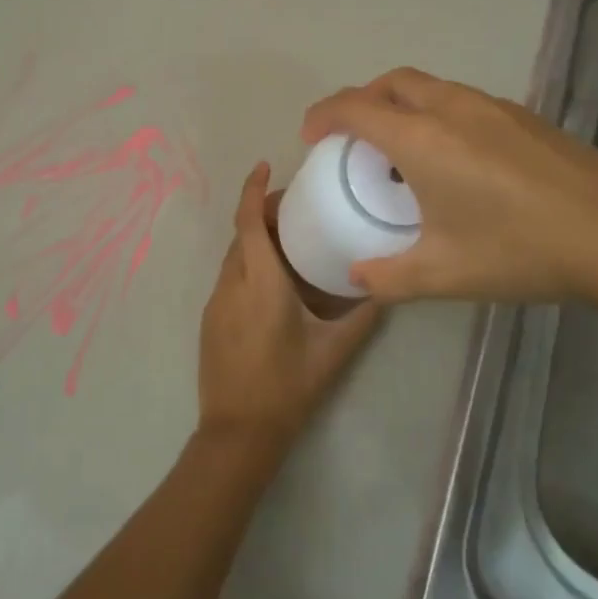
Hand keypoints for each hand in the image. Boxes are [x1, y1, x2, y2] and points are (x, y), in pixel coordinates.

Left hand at [197, 162, 382, 452]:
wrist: (238, 433)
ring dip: (254, 240)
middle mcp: (231, 285)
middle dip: (261, 212)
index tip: (265, 165)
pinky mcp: (210, 321)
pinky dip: (247, 264)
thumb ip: (363, 316)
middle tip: (295, 207)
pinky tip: (272, 281)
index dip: (253, 190)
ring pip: (233, 257)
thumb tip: (386, 287)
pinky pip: (229, 278)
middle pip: (241, 235)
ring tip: (288, 241)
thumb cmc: (288, 388)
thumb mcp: (333, 351)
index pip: (248, 223)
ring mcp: (216, 303)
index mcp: (260, 284)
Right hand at [300, 67, 597, 305]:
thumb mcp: (443, 274)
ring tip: (400, 149)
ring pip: (431, 87)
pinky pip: (462, 101)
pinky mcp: (525, 117)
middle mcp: (453, 109)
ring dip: (401, 104)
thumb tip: (358, 277)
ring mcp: (494, 107)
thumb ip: (389, 277)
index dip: (324, 115)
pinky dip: (437, 114)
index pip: (356, 108)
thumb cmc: (520, 250)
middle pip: (392, 83)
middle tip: (351, 137)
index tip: (310, 136)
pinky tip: (455, 159)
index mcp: (423, 139)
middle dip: (361, 100)